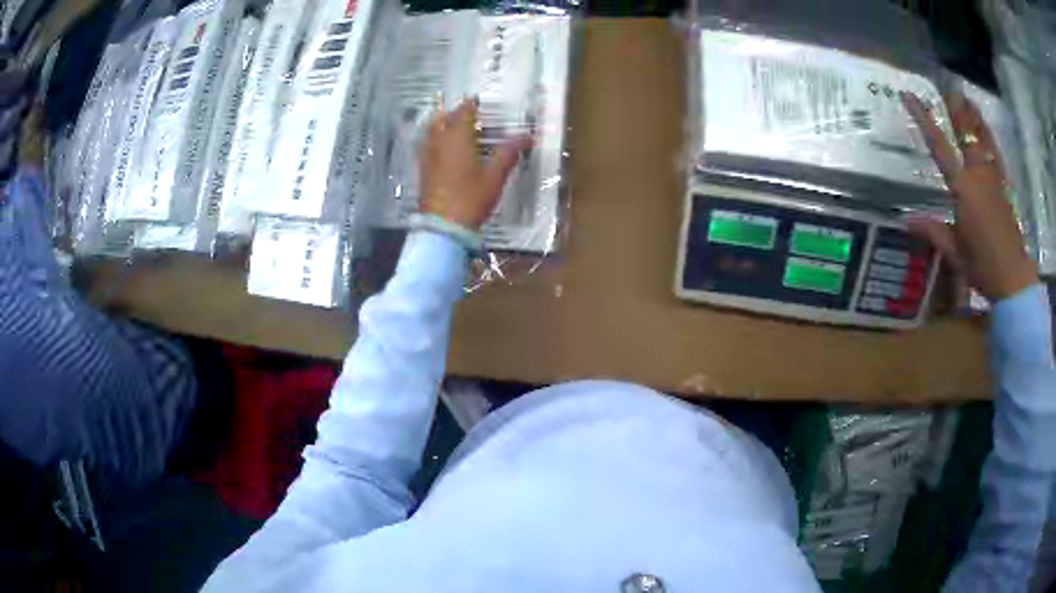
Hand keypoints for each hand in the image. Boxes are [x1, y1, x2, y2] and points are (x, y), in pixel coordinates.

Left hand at [419, 97, 531, 230]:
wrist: (444, 226)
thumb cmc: (471, 197)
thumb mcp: (495, 176)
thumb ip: (508, 153)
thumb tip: (527, 137)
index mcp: (458, 138)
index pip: (463, 112)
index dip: (471, 105)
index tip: (477, 101)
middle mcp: (439, 142)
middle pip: (444, 119)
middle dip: (455, 113)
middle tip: (466, 113)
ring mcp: (428, 156)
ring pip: (432, 132)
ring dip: (442, 124)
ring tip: (453, 126)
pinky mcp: (423, 170)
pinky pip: (427, 146)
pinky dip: (434, 141)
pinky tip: (442, 149)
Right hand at [902, 92, 1037, 301]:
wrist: (1013, 279)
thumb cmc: (982, 266)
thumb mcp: (955, 253)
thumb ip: (933, 231)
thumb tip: (906, 220)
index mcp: (962, 188)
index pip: (939, 146)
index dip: (923, 119)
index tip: (909, 96)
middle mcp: (978, 175)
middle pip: (965, 133)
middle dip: (956, 109)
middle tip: (948, 87)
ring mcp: (994, 179)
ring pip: (983, 139)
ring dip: (974, 117)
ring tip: (967, 98)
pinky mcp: (1005, 188)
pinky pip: (997, 155)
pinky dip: (991, 138)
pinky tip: (986, 128)